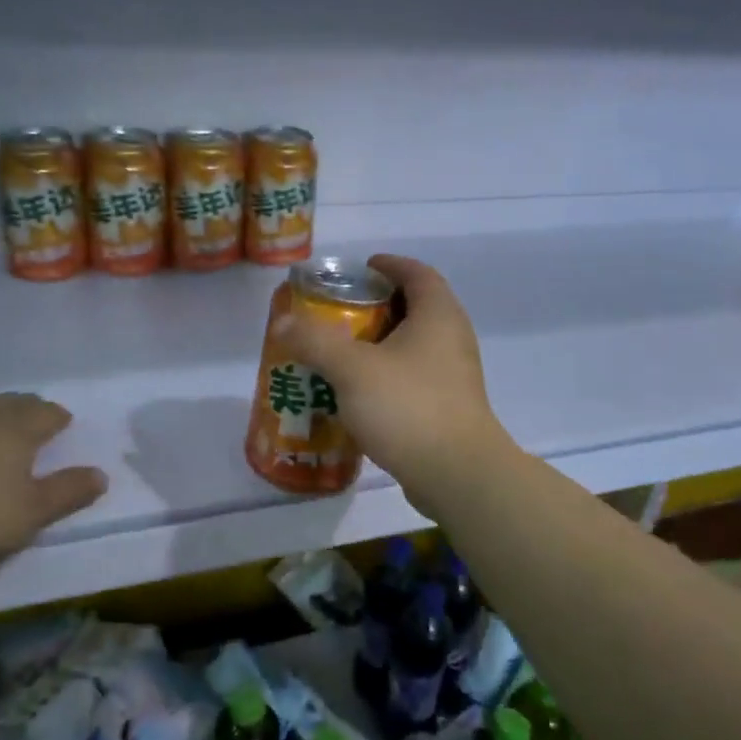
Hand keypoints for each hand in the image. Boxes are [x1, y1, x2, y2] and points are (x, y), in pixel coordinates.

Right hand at [273, 254, 513, 513]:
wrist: (457, 474)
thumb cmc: (408, 407)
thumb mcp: (352, 369)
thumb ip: (315, 341)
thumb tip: (283, 322)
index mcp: (438, 314)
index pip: (416, 272)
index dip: (388, 266)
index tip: (359, 271)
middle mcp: (452, 337)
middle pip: (415, 306)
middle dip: (377, 306)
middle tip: (339, 314)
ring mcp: (455, 374)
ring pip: (414, 345)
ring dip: (381, 344)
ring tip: (342, 353)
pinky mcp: (450, 405)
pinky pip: (415, 376)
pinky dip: (389, 374)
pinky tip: (360, 393)